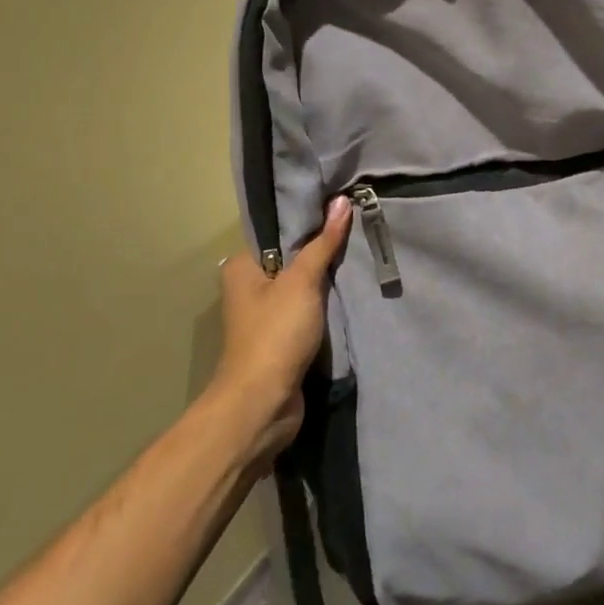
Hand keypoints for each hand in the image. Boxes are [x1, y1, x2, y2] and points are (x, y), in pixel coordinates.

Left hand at [208, 197, 351, 461]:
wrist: (263, 403)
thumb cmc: (276, 334)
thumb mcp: (302, 282)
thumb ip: (323, 243)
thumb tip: (341, 201)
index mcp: (242, 266)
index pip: (278, 230)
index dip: (309, 219)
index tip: (342, 206)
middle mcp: (249, 287)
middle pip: (292, 258)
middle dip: (322, 250)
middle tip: (359, 229)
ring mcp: (266, 315)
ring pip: (303, 286)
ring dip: (327, 280)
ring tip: (361, 255)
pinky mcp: (282, 338)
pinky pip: (308, 311)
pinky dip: (326, 305)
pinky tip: (351, 291)